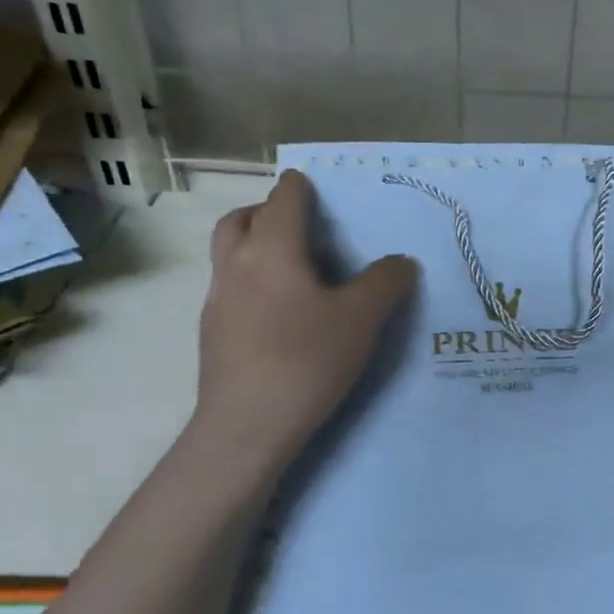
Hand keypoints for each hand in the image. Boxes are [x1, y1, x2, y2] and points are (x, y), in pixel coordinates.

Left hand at [191, 170, 418, 464]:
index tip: (325, 195)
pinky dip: (250, 280)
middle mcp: (236, 263)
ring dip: (255, 244)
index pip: (284, 197)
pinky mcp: (211, 330)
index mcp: (272, 249)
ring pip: (229, 251)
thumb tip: (402, 261)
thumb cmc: (306, 361)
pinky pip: (229, 286)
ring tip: (294, 269)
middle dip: (269, 211)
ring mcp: (217, 298)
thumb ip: (385, 282)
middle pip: (242, 217)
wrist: (247, 425)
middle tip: (302, 227)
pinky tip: (279, 314)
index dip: (304, 187)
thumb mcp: (361, 320)